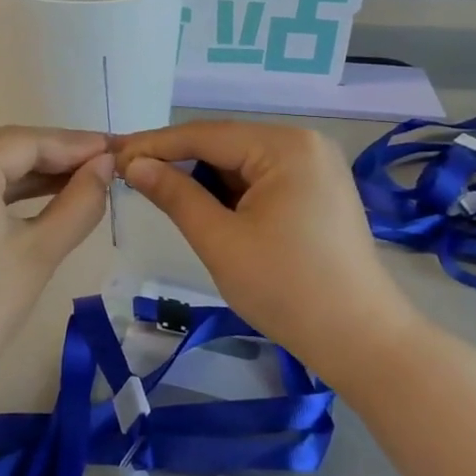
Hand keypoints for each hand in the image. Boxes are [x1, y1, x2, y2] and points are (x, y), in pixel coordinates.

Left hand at [0, 127, 114, 378]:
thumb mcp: (39, 252)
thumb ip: (79, 202)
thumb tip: (105, 165)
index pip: (27, 142)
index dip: (76, 145)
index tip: (118, 149)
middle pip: (5, 147)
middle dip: (56, 156)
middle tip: (105, 164)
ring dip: (33, 171)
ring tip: (84, 178)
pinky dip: (5, 188)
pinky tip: (44, 192)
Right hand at [115, 122, 409, 363]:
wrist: (362, 341)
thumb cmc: (287, 289)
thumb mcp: (220, 241)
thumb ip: (175, 195)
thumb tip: (135, 165)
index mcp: (285, 146)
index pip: (205, 135)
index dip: (155, 145)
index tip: (113, 156)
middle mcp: (305, 143)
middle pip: (225, 144)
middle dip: (178, 161)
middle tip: (130, 176)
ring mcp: (316, 166)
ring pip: (242, 163)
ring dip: (203, 178)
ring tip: (159, 192)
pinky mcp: (319, 190)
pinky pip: (262, 179)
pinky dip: (230, 192)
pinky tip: (204, 207)